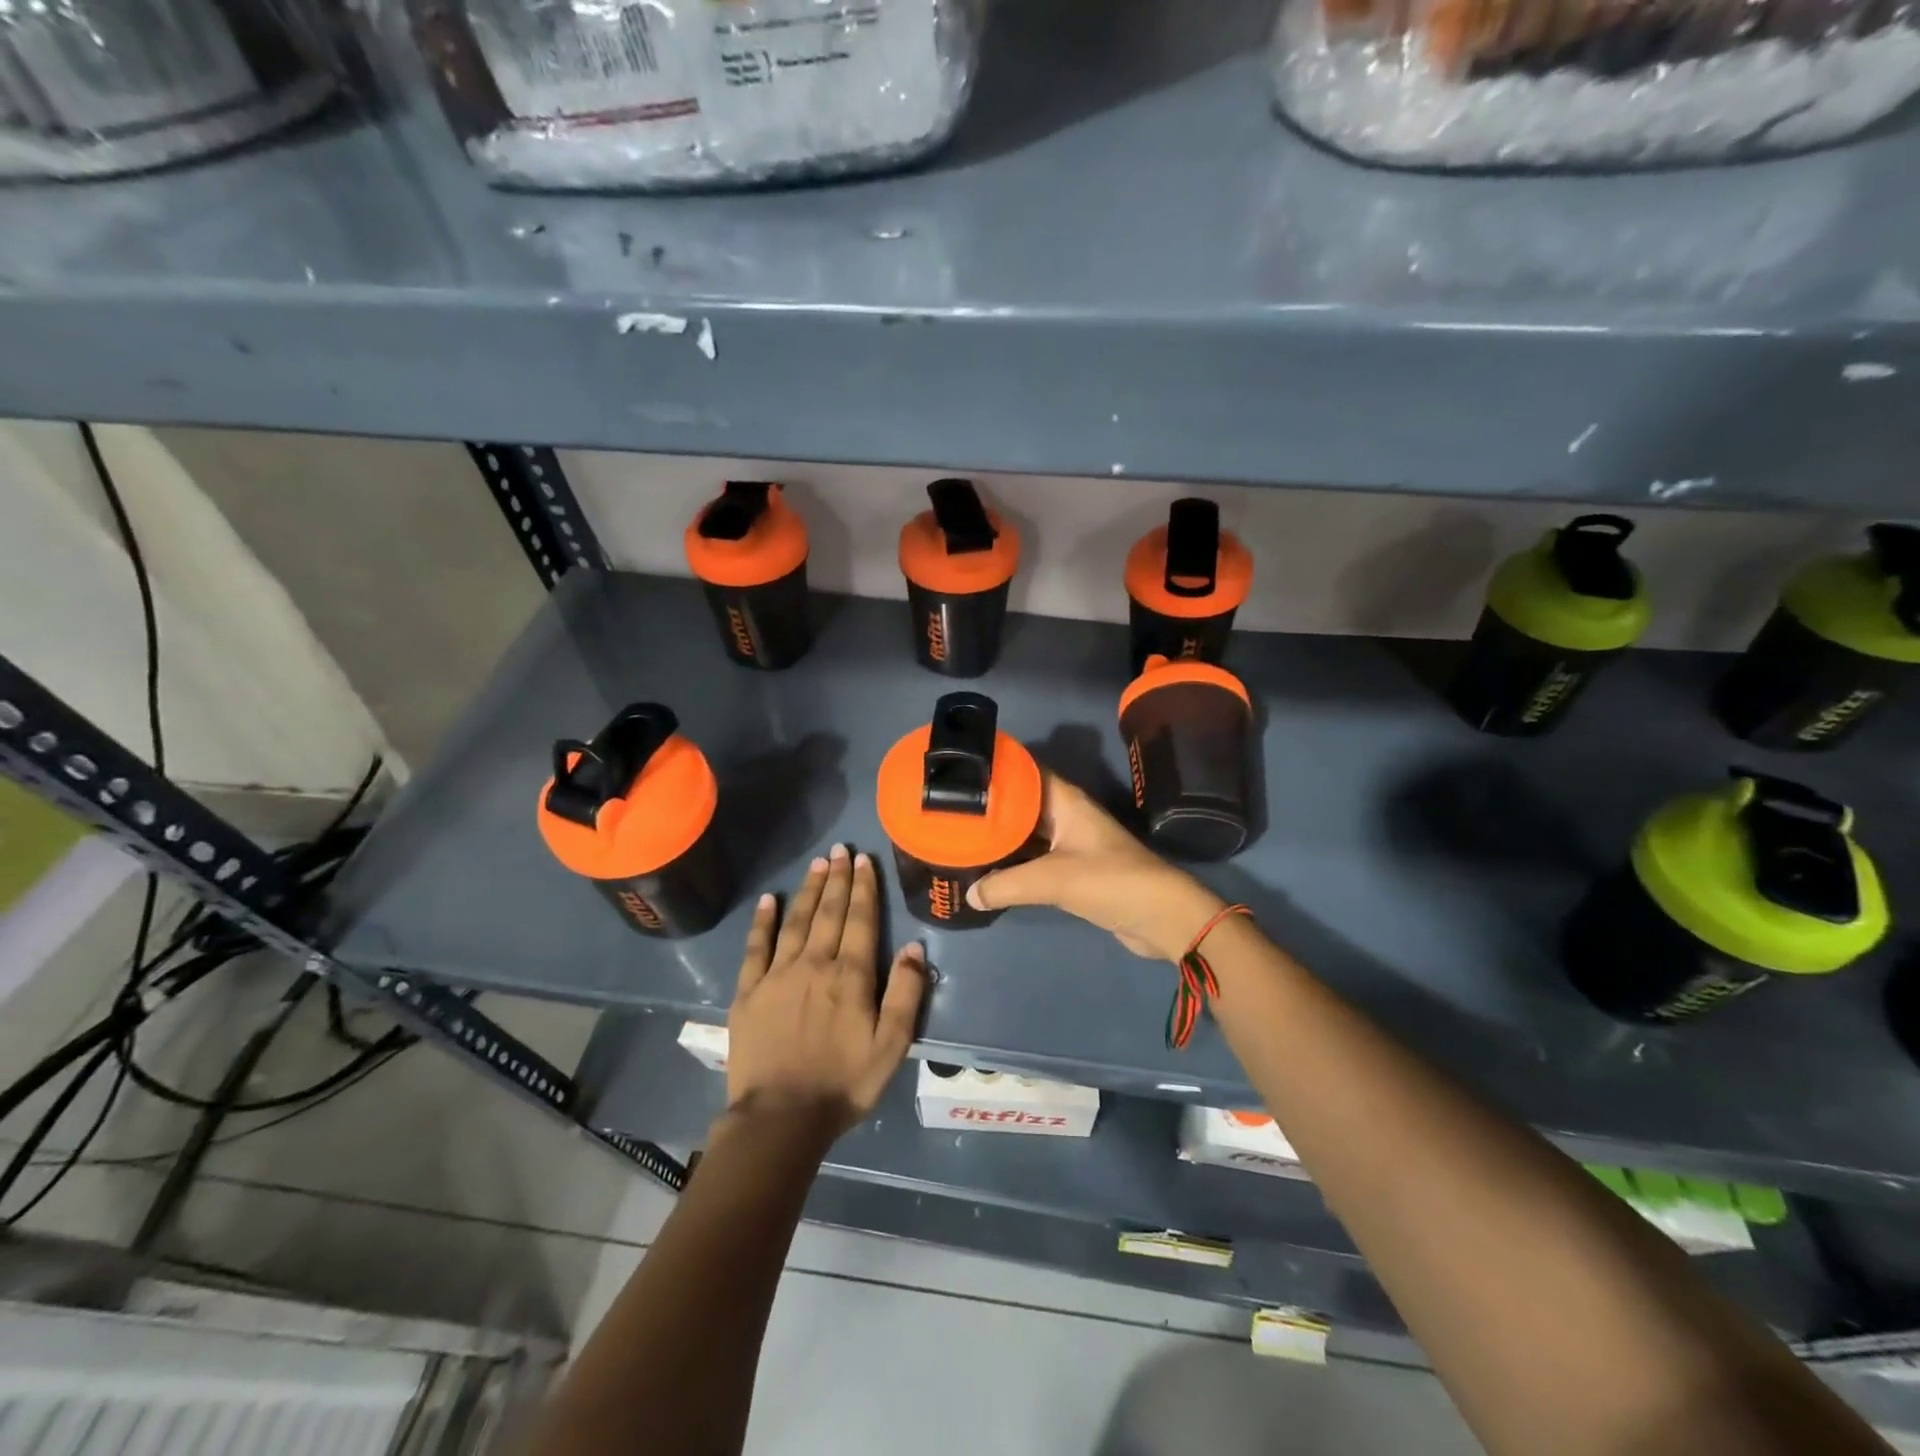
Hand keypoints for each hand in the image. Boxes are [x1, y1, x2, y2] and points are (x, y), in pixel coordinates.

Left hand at [726, 843, 928, 1138]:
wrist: (781, 1118)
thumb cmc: (843, 1084)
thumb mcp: (891, 1045)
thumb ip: (906, 993)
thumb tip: (915, 948)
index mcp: (850, 976)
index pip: (860, 920)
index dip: (863, 888)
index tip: (864, 861)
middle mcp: (814, 964)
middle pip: (828, 912)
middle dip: (837, 878)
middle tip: (841, 850)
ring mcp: (777, 975)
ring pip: (795, 921)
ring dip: (807, 890)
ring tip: (817, 864)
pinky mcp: (749, 992)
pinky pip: (755, 947)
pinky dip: (762, 922)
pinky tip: (768, 901)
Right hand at [966, 773, 1223, 960]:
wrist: (1162, 918)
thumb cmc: (1111, 882)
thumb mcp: (1053, 880)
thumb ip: (1007, 885)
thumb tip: (970, 894)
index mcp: (1066, 801)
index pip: (1025, 772)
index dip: (995, 769)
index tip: (958, 771)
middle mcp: (1067, 816)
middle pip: (1021, 804)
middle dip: (990, 808)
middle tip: (949, 811)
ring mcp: (1070, 844)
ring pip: (1026, 834)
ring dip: (1000, 838)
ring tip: (959, 839)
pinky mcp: (1073, 871)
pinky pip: (1034, 860)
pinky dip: (1013, 864)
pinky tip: (987, 871)